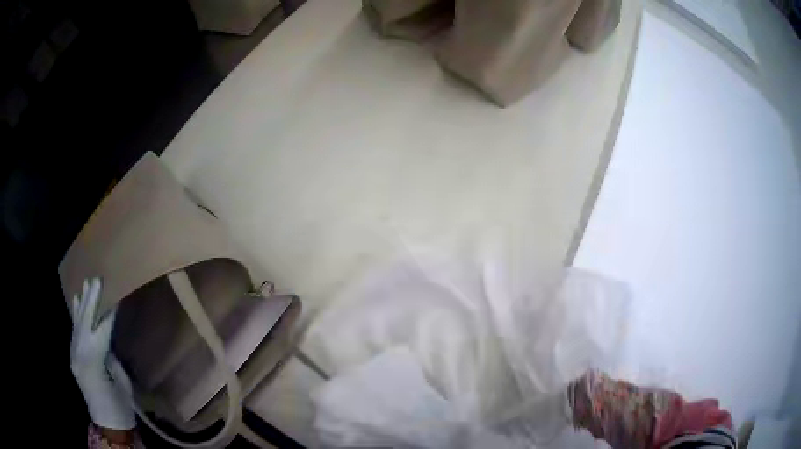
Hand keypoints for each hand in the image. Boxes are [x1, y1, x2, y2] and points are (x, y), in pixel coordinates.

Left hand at [70, 277, 135, 429]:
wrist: (107, 423)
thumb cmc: (120, 406)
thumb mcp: (121, 381)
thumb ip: (111, 356)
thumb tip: (107, 336)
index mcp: (94, 360)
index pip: (102, 328)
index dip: (109, 311)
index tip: (116, 294)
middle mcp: (80, 352)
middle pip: (85, 320)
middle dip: (91, 299)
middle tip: (97, 279)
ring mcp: (74, 353)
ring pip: (77, 322)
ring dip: (82, 302)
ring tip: (86, 284)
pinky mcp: (73, 355)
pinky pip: (74, 330)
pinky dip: (76, 314)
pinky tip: (76, 301)